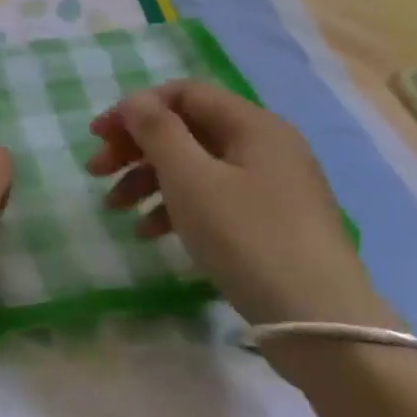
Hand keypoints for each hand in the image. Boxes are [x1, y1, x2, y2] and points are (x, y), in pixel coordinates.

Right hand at [86, 81, 393, 331]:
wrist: (321, 323)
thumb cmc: (246, 237)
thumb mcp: (190, 178)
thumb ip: (156, 130)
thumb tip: (136, 102)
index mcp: (252, 124)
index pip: (183, 93)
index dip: (136, 108)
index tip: (98, 135)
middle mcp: (265, 146)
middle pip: (186, 129)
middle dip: (135, 147)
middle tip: (95, 171)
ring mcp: (271, 186)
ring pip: (195, 166)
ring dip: (148, 179)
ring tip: (114, 207)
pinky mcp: (270, 222)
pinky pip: (213, 197)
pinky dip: (176, 206)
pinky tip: (149, 231)